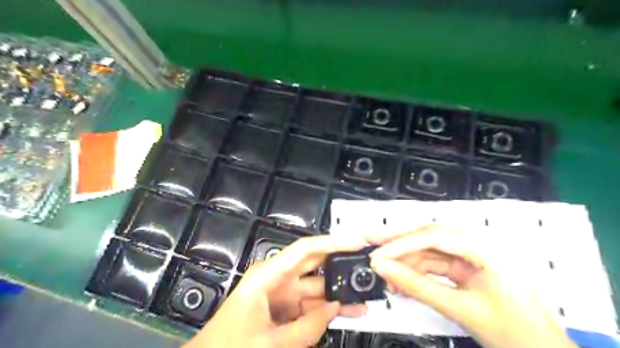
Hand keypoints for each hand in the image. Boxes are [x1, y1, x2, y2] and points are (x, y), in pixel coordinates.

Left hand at [184, 234, 366, 347]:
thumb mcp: (270, 344)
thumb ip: (307, 328)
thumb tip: (336, 307)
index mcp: (268, 275)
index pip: (305, 250)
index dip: (333, 242)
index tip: (358, 242)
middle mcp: (277, 278)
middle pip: (314, 264)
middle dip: (340, 264)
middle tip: (367, 265)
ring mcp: (281, 294)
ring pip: (316, 288)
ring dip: (338, 293)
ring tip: (365, 298)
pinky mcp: (284, 309)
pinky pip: (310, 305)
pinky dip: (328, 310)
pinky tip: (347, 312)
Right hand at [367, 225, 576, 347]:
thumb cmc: (515, 333)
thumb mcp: (461, 309)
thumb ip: (418, 287)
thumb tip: (385, 270)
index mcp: (484, 247)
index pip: (432, 236)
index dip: (400, 244)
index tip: (377, 254)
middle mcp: (476, 244)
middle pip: (428, 236)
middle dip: (398, 241)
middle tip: (370, 241)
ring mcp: (470, 256)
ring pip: (428, 251)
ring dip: (406, 262)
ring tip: (385, 275)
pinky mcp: (466, 268)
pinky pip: (434, 265)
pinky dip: (417, 273)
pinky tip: (401, 283)